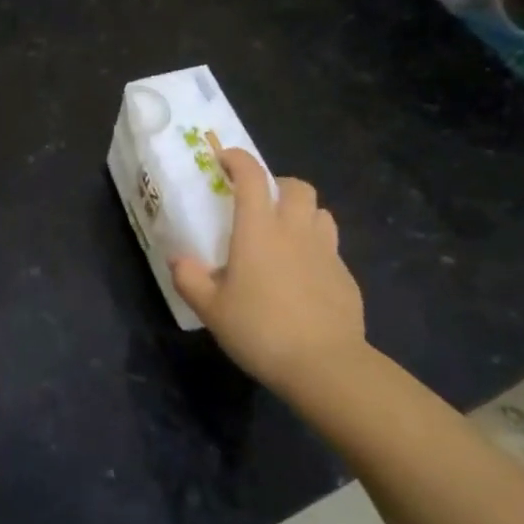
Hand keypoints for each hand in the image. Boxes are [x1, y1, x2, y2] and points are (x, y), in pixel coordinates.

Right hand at [172, 149, 371, 401]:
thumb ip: (190, 279)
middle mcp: (295, 230)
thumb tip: (178, 260)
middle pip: (295, 185)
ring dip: (301, 213)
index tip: (224, 159)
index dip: (238, 159)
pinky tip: (303, 276)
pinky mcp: (345, 275)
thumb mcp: (211, 309)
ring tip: (284, 235)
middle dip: (277, 185)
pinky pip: (330, 246)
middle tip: (259, 205)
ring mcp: (326, 251)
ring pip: (319, 212)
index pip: (251, 176)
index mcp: (259, 229)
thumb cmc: (260, 329)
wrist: (324, 364)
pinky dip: (315, 248)